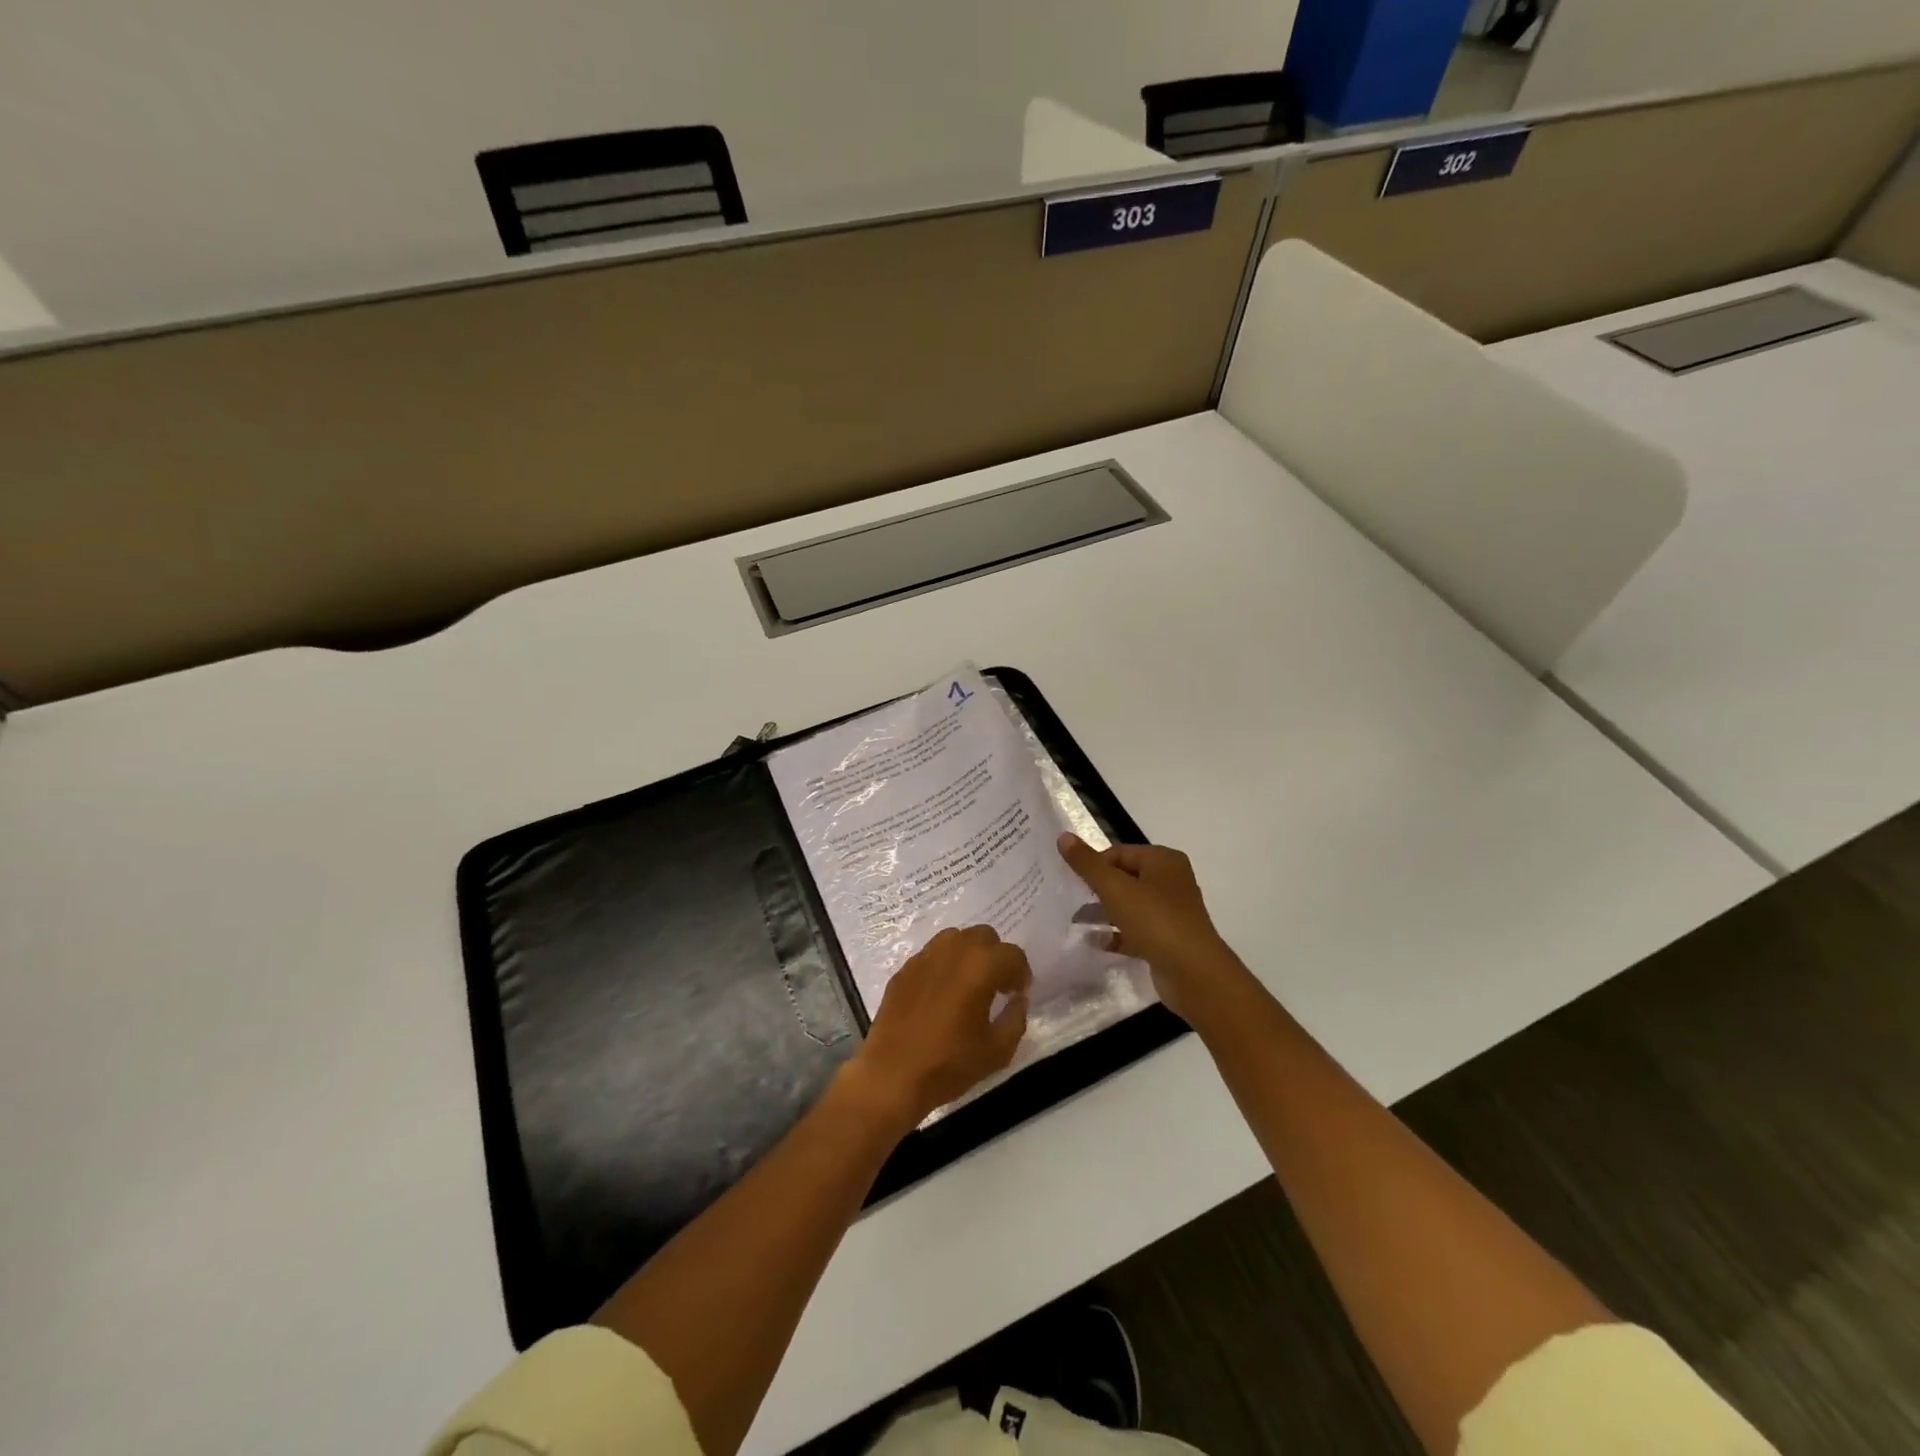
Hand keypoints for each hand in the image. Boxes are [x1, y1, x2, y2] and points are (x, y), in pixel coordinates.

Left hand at [845, 926, 1030, 1132]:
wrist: (891, 1075)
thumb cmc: (949, 1064)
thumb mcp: (997, 1051)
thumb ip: (1016, 1018)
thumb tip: (1017, 1000)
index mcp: (981, 966)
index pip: (1013, 954)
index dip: (1021, 974)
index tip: (1017, 994)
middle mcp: (953, 950)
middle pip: (985, 936)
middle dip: (996, 956)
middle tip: (996, 985)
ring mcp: (925, 956)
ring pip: (956, 938)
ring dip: (969, 954)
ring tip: (968, 983)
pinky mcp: (904, 968)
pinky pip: (932, 954)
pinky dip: (944, 964)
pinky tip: (941, 993)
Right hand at [1058, 834, 1250, 1022]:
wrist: (1193, 973)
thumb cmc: (1154, 920)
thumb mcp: (1115, 888)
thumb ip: (1087, 864)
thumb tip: (1063, 837)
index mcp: (1163, 860)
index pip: (1119, 853)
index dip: (1094, 865)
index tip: (1072, 882)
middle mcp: (1171, 881)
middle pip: (1125, 878)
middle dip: (1098, 889)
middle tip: (1072, 900)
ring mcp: (1171, 912)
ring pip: (1131, 905)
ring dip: (1105, 912)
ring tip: (1077, 922)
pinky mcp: (1168, 939)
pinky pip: (1137, 930)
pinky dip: (1117, 934)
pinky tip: (1096, 942)